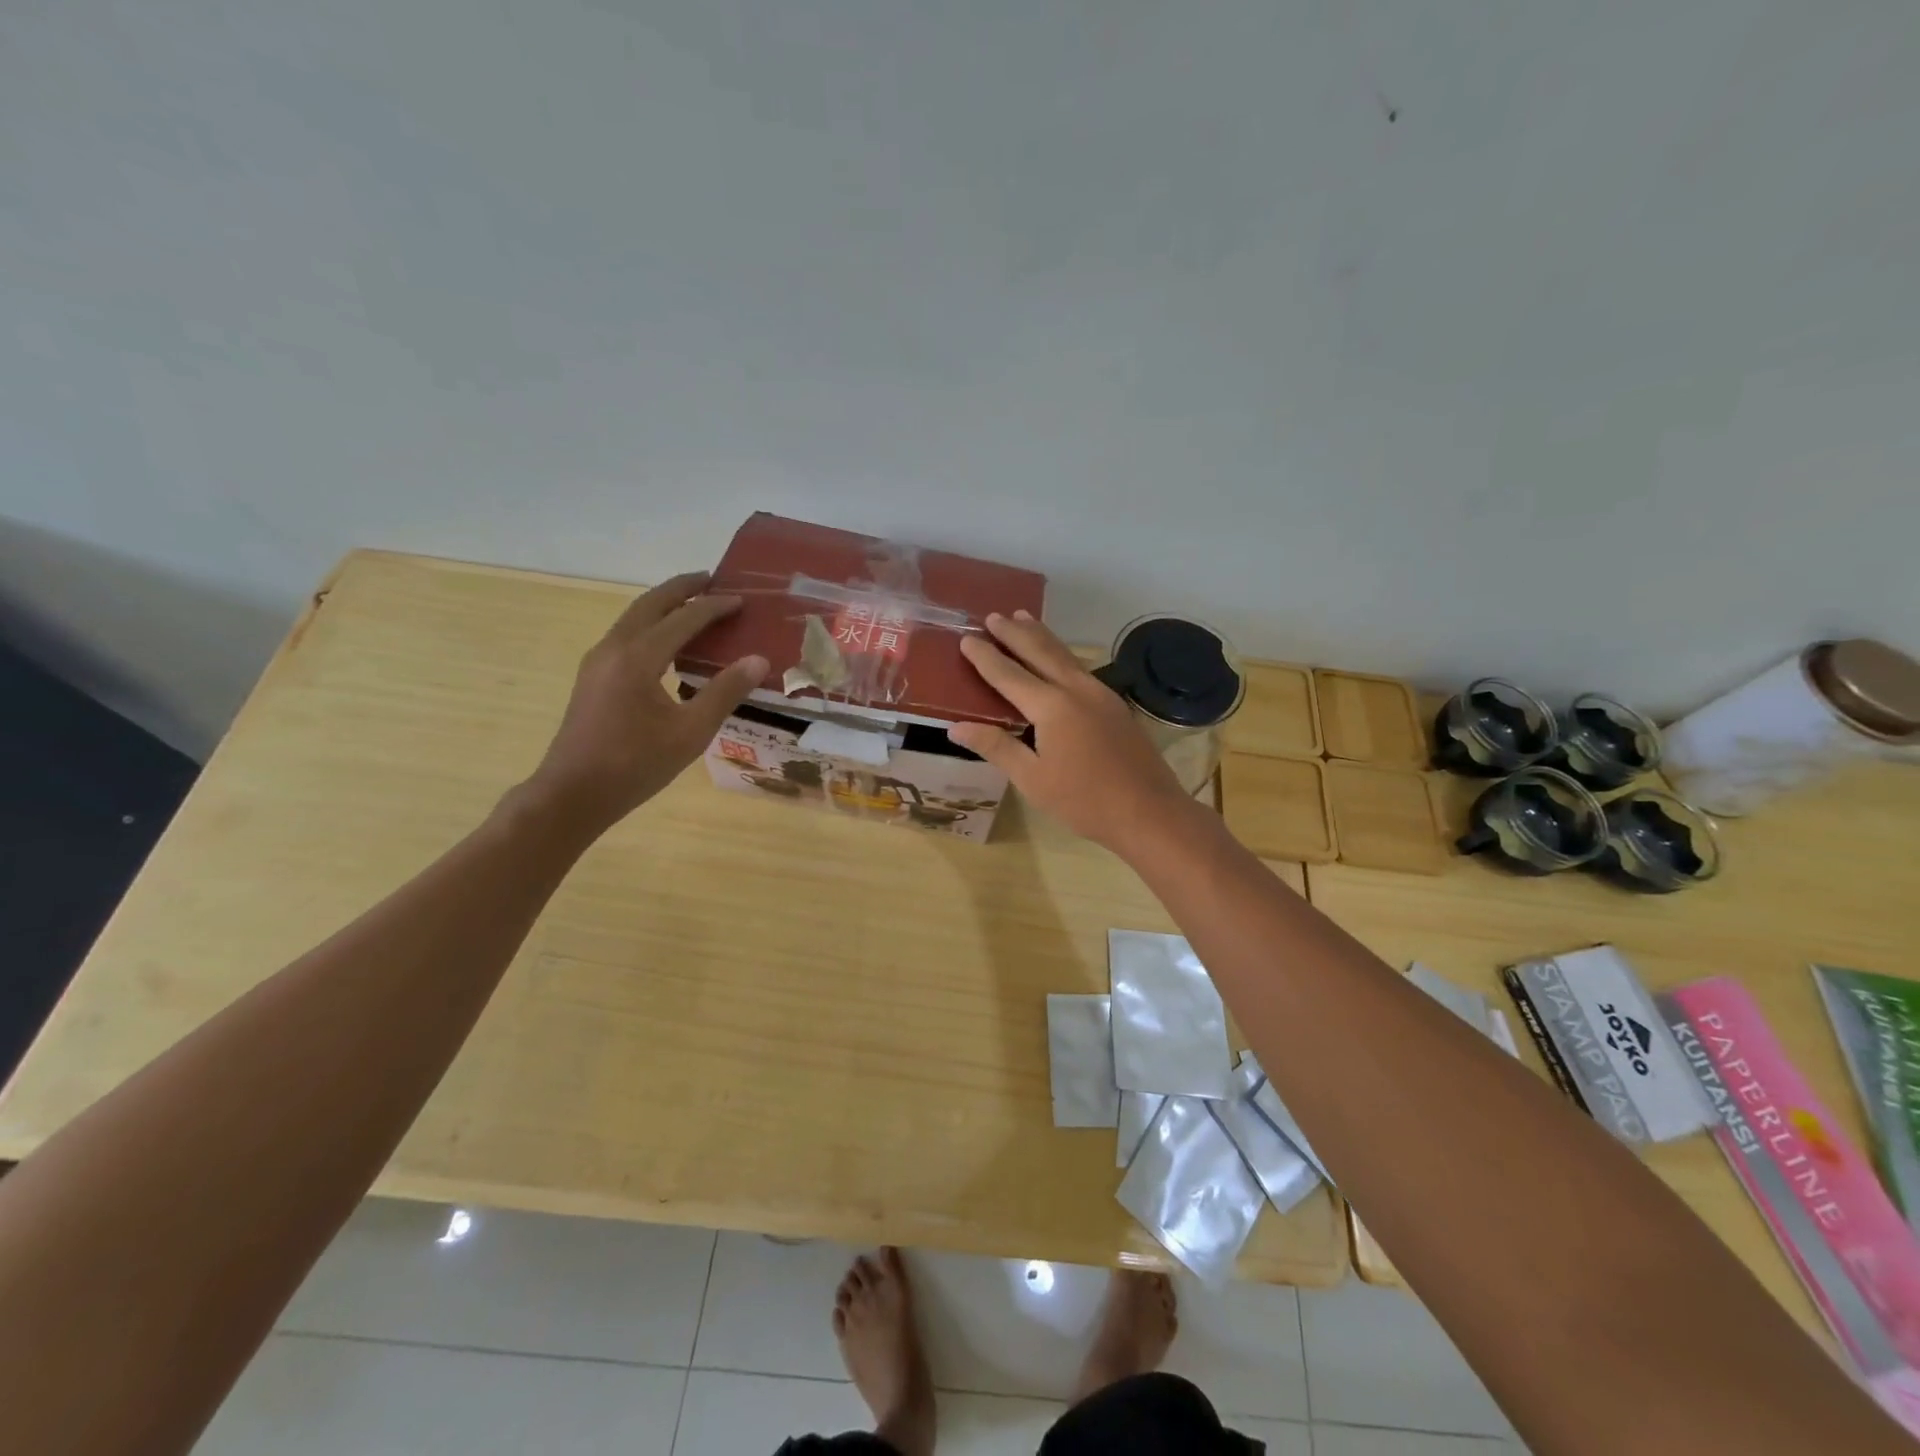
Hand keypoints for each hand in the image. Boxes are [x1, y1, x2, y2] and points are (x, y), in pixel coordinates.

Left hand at [521, 572, 767, 836]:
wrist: (572, 794)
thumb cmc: (635, 765)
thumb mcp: (690, 732)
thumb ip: (725, 692)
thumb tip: (758, 659)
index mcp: (638, 657)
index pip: (684, 618)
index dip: (715, 606)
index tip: (742, 599)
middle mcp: (614, 648)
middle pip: (651, 603)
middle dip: (683, 588)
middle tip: (713, 579)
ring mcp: (598, 661)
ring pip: (635, 617)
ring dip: (665, 605)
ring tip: (694, 604)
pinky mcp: (593, 677)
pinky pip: (627, 635)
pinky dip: (652, 625)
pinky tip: (668, 643)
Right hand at [948, 611, 1199, 856]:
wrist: (1149, 811)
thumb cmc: (1084, 801)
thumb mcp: (1032, 779)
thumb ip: (996, 747)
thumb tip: (956, 727)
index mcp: (1051, 706)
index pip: (1008, 674)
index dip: (985, 657)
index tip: (966, 639)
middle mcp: (1076, 689)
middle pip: (1040, 651)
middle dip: (1015, 633)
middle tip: (993, 616)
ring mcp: (1100, 694)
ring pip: (1064, 655)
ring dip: (1041, 636)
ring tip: (1023, 618)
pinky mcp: (1115, 705)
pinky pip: (1080, 668)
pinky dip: (1060, 654)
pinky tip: (1058, 659)